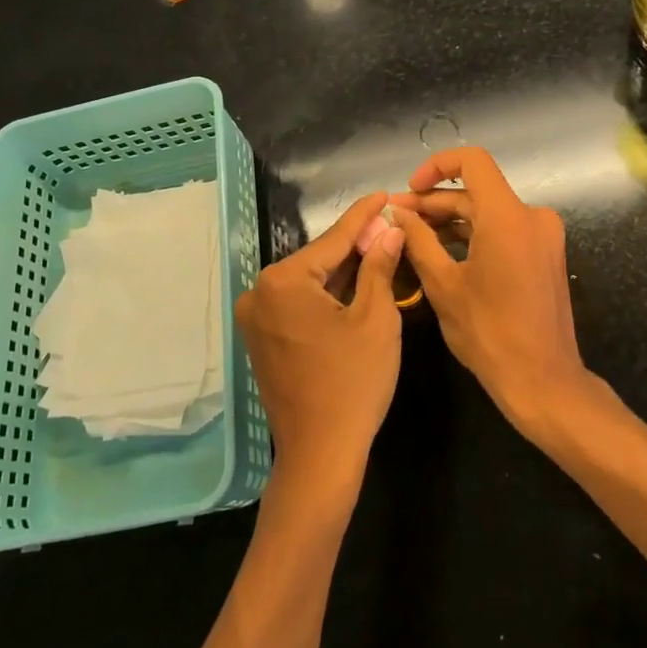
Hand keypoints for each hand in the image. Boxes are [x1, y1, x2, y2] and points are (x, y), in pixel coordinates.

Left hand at [235, 192, 404, 497]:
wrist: (321, 454)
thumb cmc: (353, 382)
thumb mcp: (376, 318)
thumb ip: (378, 266)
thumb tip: (389, 231)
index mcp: (283, 281)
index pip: (332, 239)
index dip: (364, 216)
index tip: (383, 194)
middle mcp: (260, 293)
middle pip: (318, 259)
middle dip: (355, 245)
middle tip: (389, 227)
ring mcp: (257, 318)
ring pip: (309, 283)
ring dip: (342, 271)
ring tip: (379, 249)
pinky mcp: (262, 339)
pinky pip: (299, 304)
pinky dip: (327, 296)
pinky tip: (356, 284)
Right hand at [391, 147, 591, 436]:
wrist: (542, 380)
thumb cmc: (488, 332)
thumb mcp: (443, 284)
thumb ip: (418, 240)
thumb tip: (397, 212)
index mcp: (508, 216)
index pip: (472, 161)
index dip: (436, 166)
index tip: (409, 190)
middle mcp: (532, 216)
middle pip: (477, 191)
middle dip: (435, 202)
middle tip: (398, 218)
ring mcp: (542, 236)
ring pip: (489, 212)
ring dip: (452, 220)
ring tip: (413, 235)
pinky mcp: (544, 255)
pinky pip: (504, 231)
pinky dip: (474, 235)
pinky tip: (442, 251)